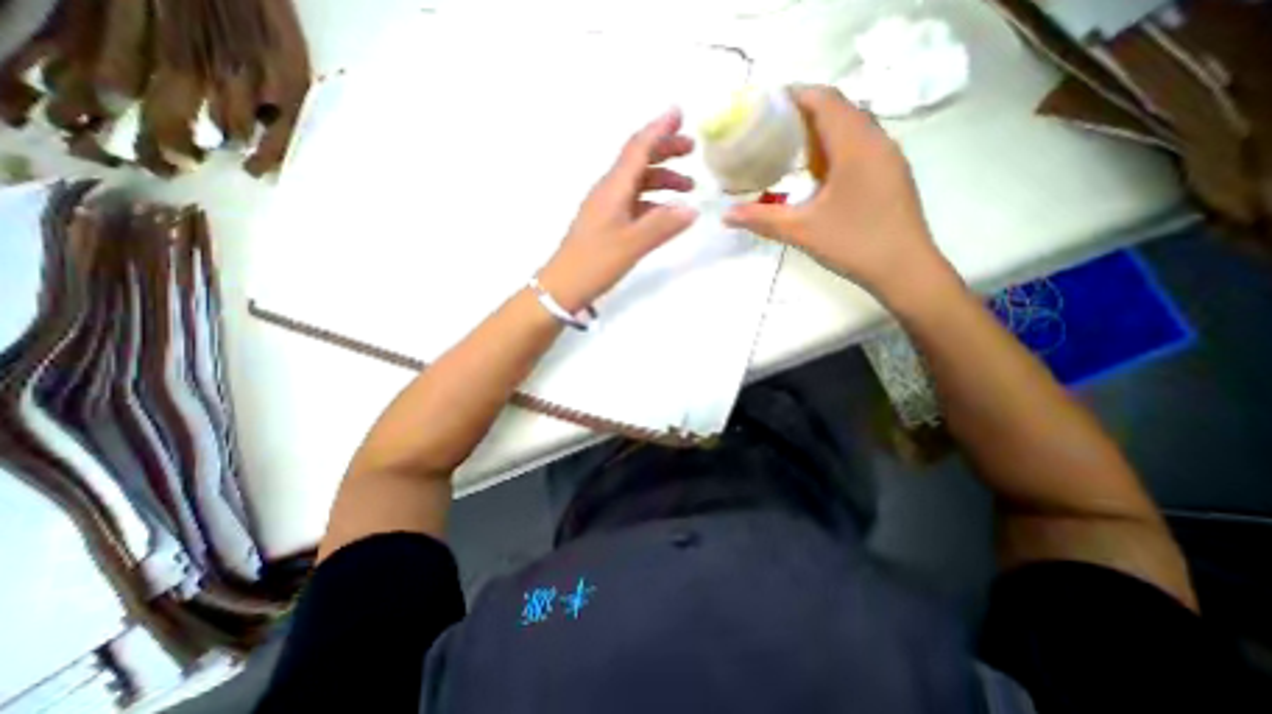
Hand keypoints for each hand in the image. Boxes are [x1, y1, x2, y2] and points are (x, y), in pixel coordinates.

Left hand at [532, 106, 694, 312]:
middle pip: (637, 161)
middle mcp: (608, 192)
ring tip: (688, 187)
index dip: (658, 129)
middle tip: (691, 149)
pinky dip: (653, 200)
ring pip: (637, 182)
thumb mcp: (631, 245)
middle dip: (664, 151)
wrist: (563, 286)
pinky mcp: (607, 224)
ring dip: (662, 179)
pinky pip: (633, 202)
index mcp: (612, 189)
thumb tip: (692, 209)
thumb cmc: (594, 263)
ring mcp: (606, 208)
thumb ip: (662, 226)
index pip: (637, 148)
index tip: (679, 113)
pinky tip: (666, 211)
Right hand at [726, 84, 953, 305]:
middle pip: (838, 110)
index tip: (764, 106)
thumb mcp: (801, 230)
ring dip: (818, 133)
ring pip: (849, 129)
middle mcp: (876, 141)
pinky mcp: (889, 175)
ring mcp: (887, 158)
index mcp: (856, 145)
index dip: (794, 95)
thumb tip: (725, 215)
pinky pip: (858, 148)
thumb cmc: (854, 243)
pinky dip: (832, 151)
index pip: (825, 100)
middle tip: (769, 131)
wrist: (905, 270)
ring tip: (786, 150)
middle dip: (802, 114)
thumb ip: (761, 219)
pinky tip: (813, 175)